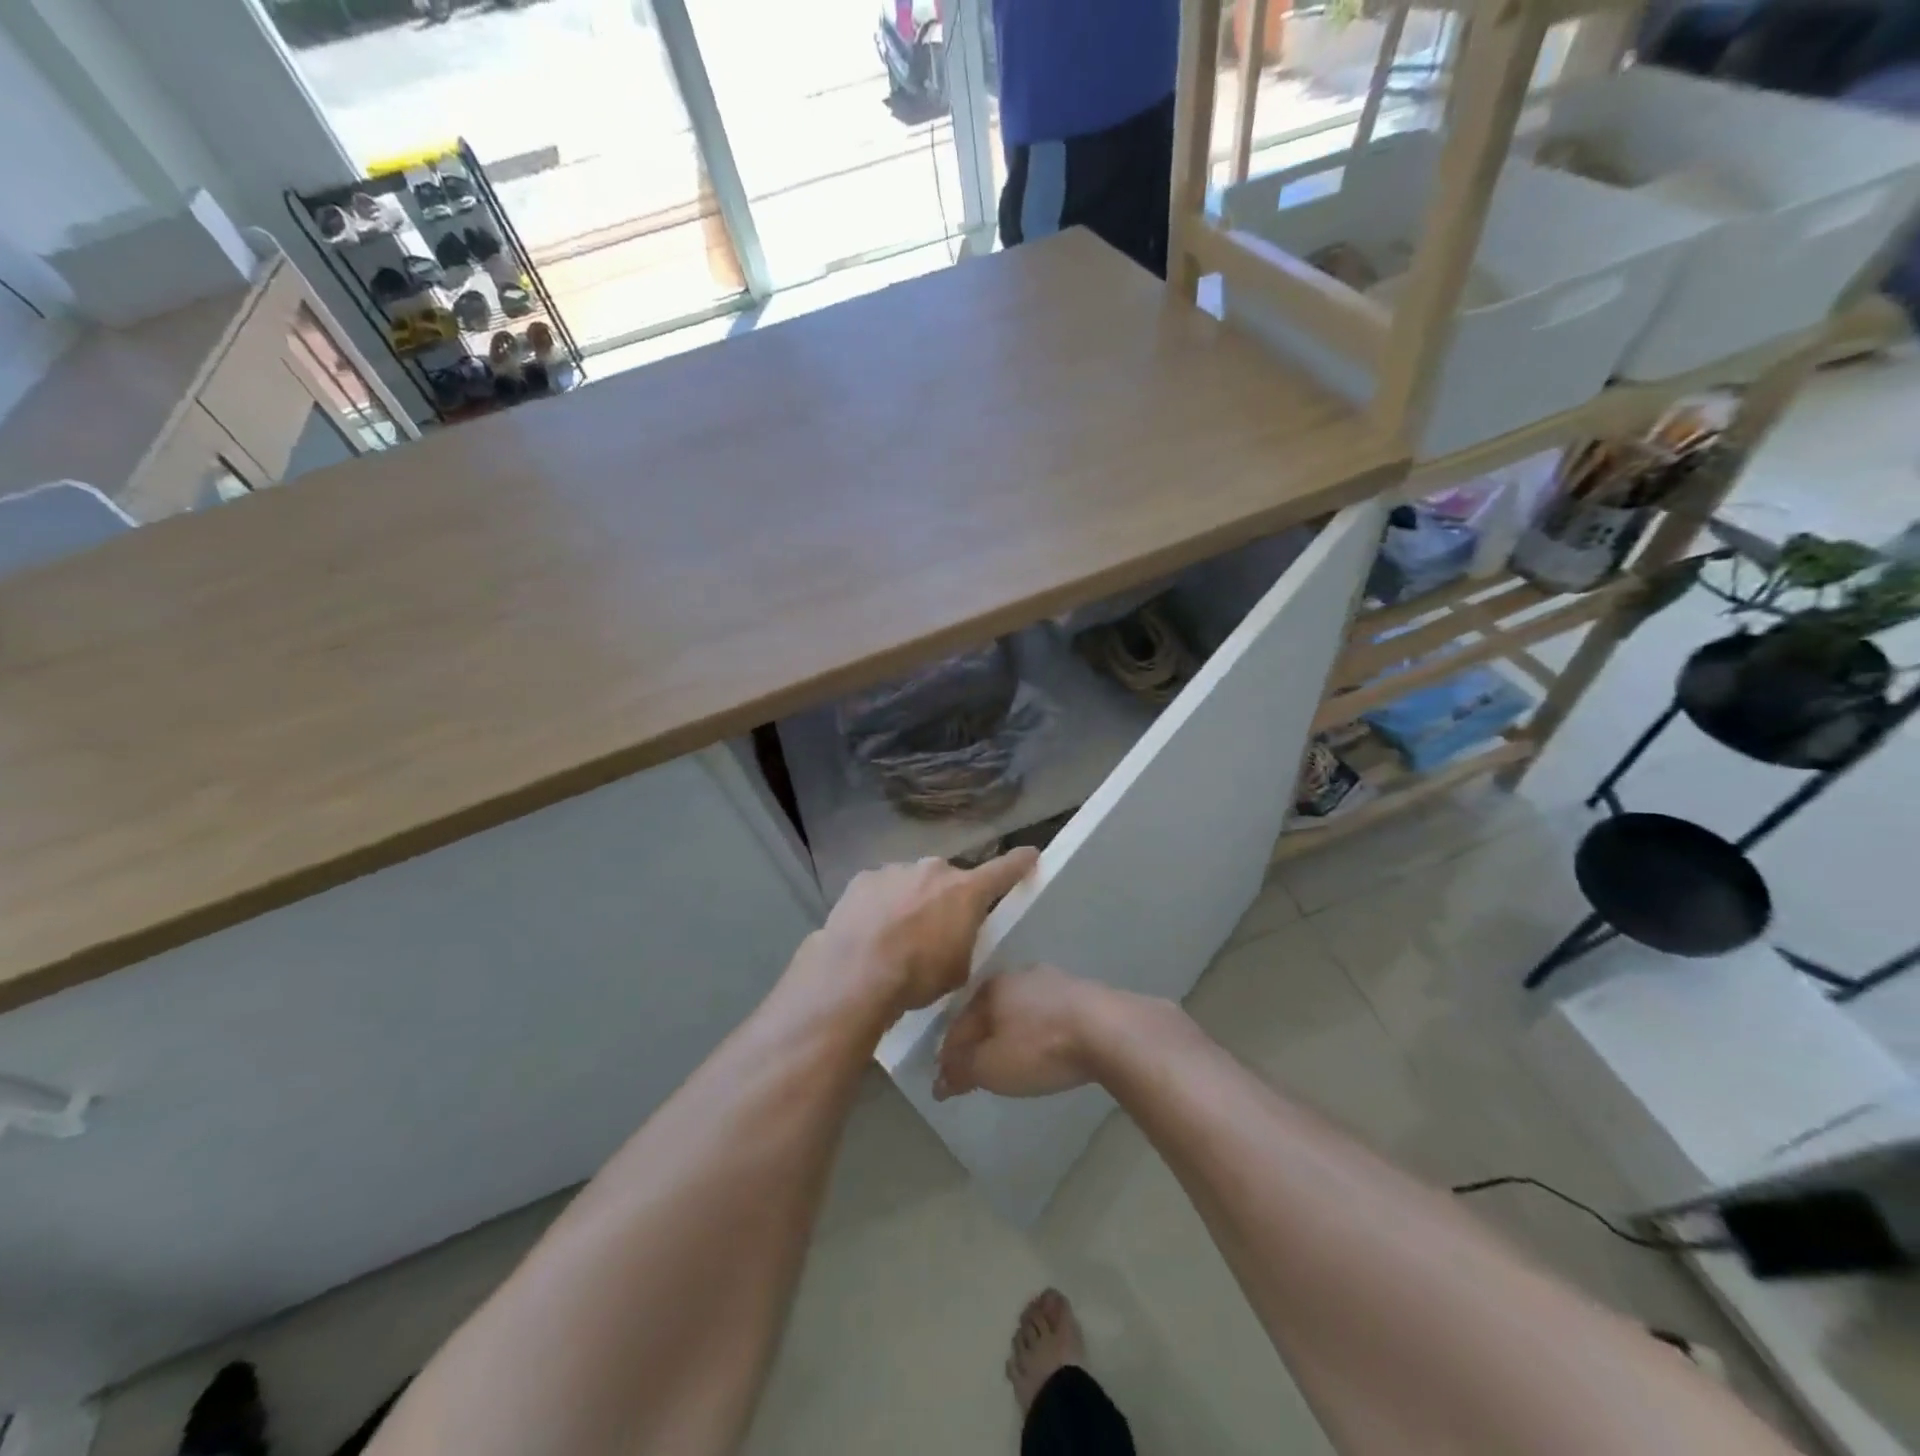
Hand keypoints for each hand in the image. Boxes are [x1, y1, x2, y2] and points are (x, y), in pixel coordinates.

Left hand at [811, 848, 1038, 1016]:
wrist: (855, 973)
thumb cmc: (916, 976)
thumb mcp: (957, 969)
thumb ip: (964, 941)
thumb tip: (954, 934)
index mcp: (965, 891)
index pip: (1004, 870)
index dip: (1020, 863)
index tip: (1031, 854)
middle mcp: (933, 870)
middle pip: (949, 880)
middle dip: (946, 898)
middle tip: (935, 929)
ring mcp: (896, 870)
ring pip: (913, 882)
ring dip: (912, 901)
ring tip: (895, 935)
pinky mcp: (864, 878)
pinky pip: (882, 888)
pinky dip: (881, 904)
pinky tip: (871, 930)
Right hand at [932, 965, 1112, 1100]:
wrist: (1109, 1030)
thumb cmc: (1040, 1047)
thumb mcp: (991, 1067)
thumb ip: (962, 1070)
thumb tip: (939, 1079)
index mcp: (991, 987)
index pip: (959, 1024)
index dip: (948, 1055)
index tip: (945, 1082)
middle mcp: (1019, 975)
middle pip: (989, 1012)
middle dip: (980, 1039)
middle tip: (976, 1068)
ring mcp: (1054, 980)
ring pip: (1020, 1009)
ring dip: (1011, 1033)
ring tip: (1011, 1058)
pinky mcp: (1083, 992)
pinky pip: (1048, 1013)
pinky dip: (1039, 1030)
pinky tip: (1045, 1046)